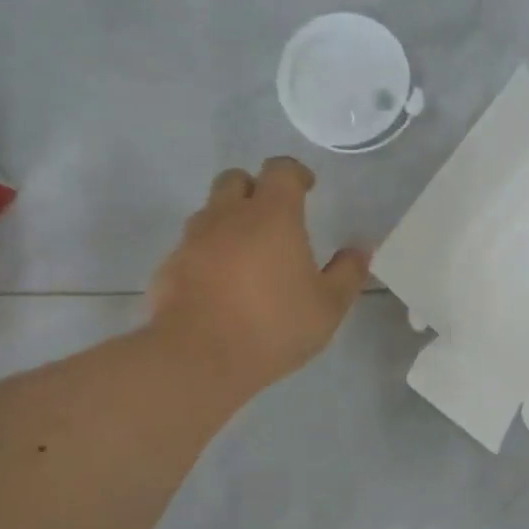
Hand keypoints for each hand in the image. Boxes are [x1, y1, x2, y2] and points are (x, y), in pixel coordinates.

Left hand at [149, 157, 370, 397]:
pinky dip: (207, 255)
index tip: (307, 188)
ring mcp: (192, 240)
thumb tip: (360, 249)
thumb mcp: (328, 307)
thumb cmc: (273, 326)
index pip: (280, 170)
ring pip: (209, 213)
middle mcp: (227, 216)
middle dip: (254, 189)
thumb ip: (347, 273)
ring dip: (228, 222)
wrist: (198, 358)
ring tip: (246, 256)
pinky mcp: (168, 267)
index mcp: (271, 215)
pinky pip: (190, 248)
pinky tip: (219, 287)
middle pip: (235, 179)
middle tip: (272, 218)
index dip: (295, 173)